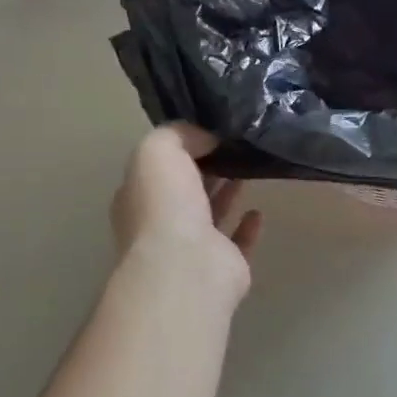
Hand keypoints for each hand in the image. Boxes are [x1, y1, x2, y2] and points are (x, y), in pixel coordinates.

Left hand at [110, 124, 262, 292]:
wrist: (187, 266)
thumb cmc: (165, 206)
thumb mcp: (158, 151)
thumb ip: (179, 134)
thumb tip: (207, 137)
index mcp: (138, 198)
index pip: (157, 168)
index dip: (181, 148)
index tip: (209, 130)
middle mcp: (161, 224)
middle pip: (185, 190)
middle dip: (205, 168)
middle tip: (234, 145)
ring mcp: (192, 249)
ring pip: (210, 215)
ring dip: (226, 193)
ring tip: (248, 169)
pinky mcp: (224, 266)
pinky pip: (237, 242)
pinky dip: (247, 227)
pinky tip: (257, 211)